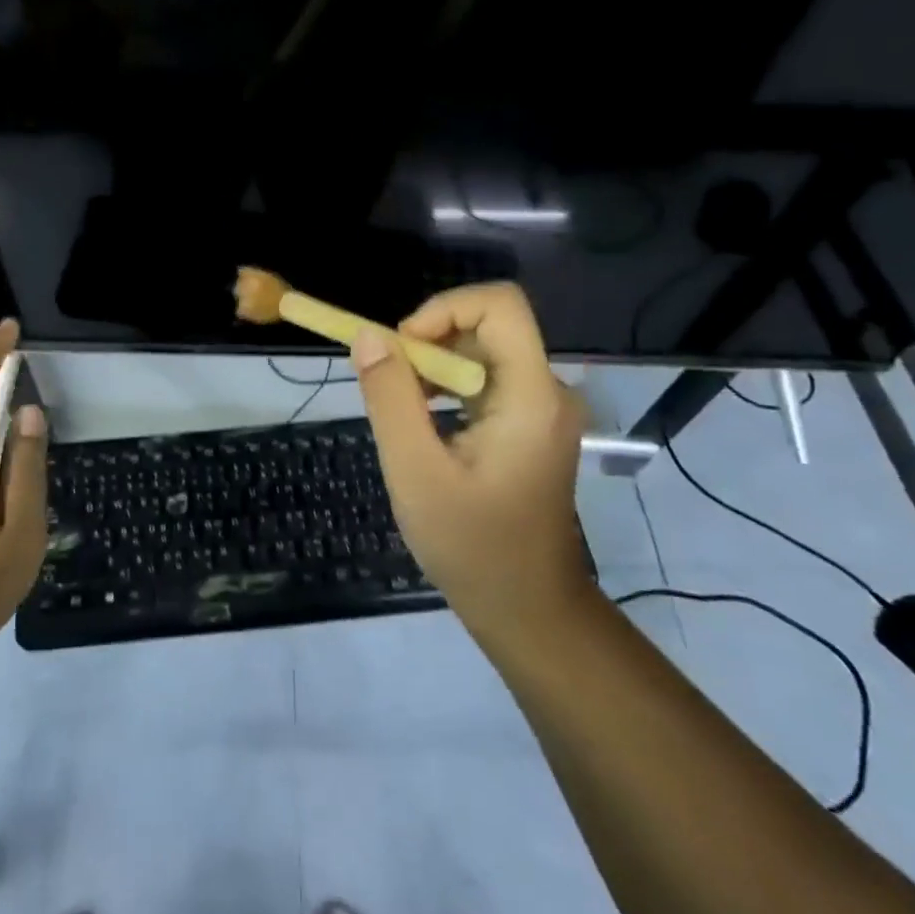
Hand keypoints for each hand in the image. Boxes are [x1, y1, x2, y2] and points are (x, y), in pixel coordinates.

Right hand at [350, 283, 590, 645]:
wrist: (526, 609)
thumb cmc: (472, 547)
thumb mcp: (415, 472)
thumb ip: (390, 398)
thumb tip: (367, 336)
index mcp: (531, 395)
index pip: (500, 304)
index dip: (444, 308)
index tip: (401, 346)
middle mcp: (547, 390)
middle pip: (487, 326)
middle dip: (430, 340)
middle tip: (389, 382)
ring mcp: (542, 408)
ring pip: (482, 352)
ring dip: (434, 365)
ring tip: (401, 408)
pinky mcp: (529, 425)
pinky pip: (485, 380)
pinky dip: (447, 386)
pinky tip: (422, 423)